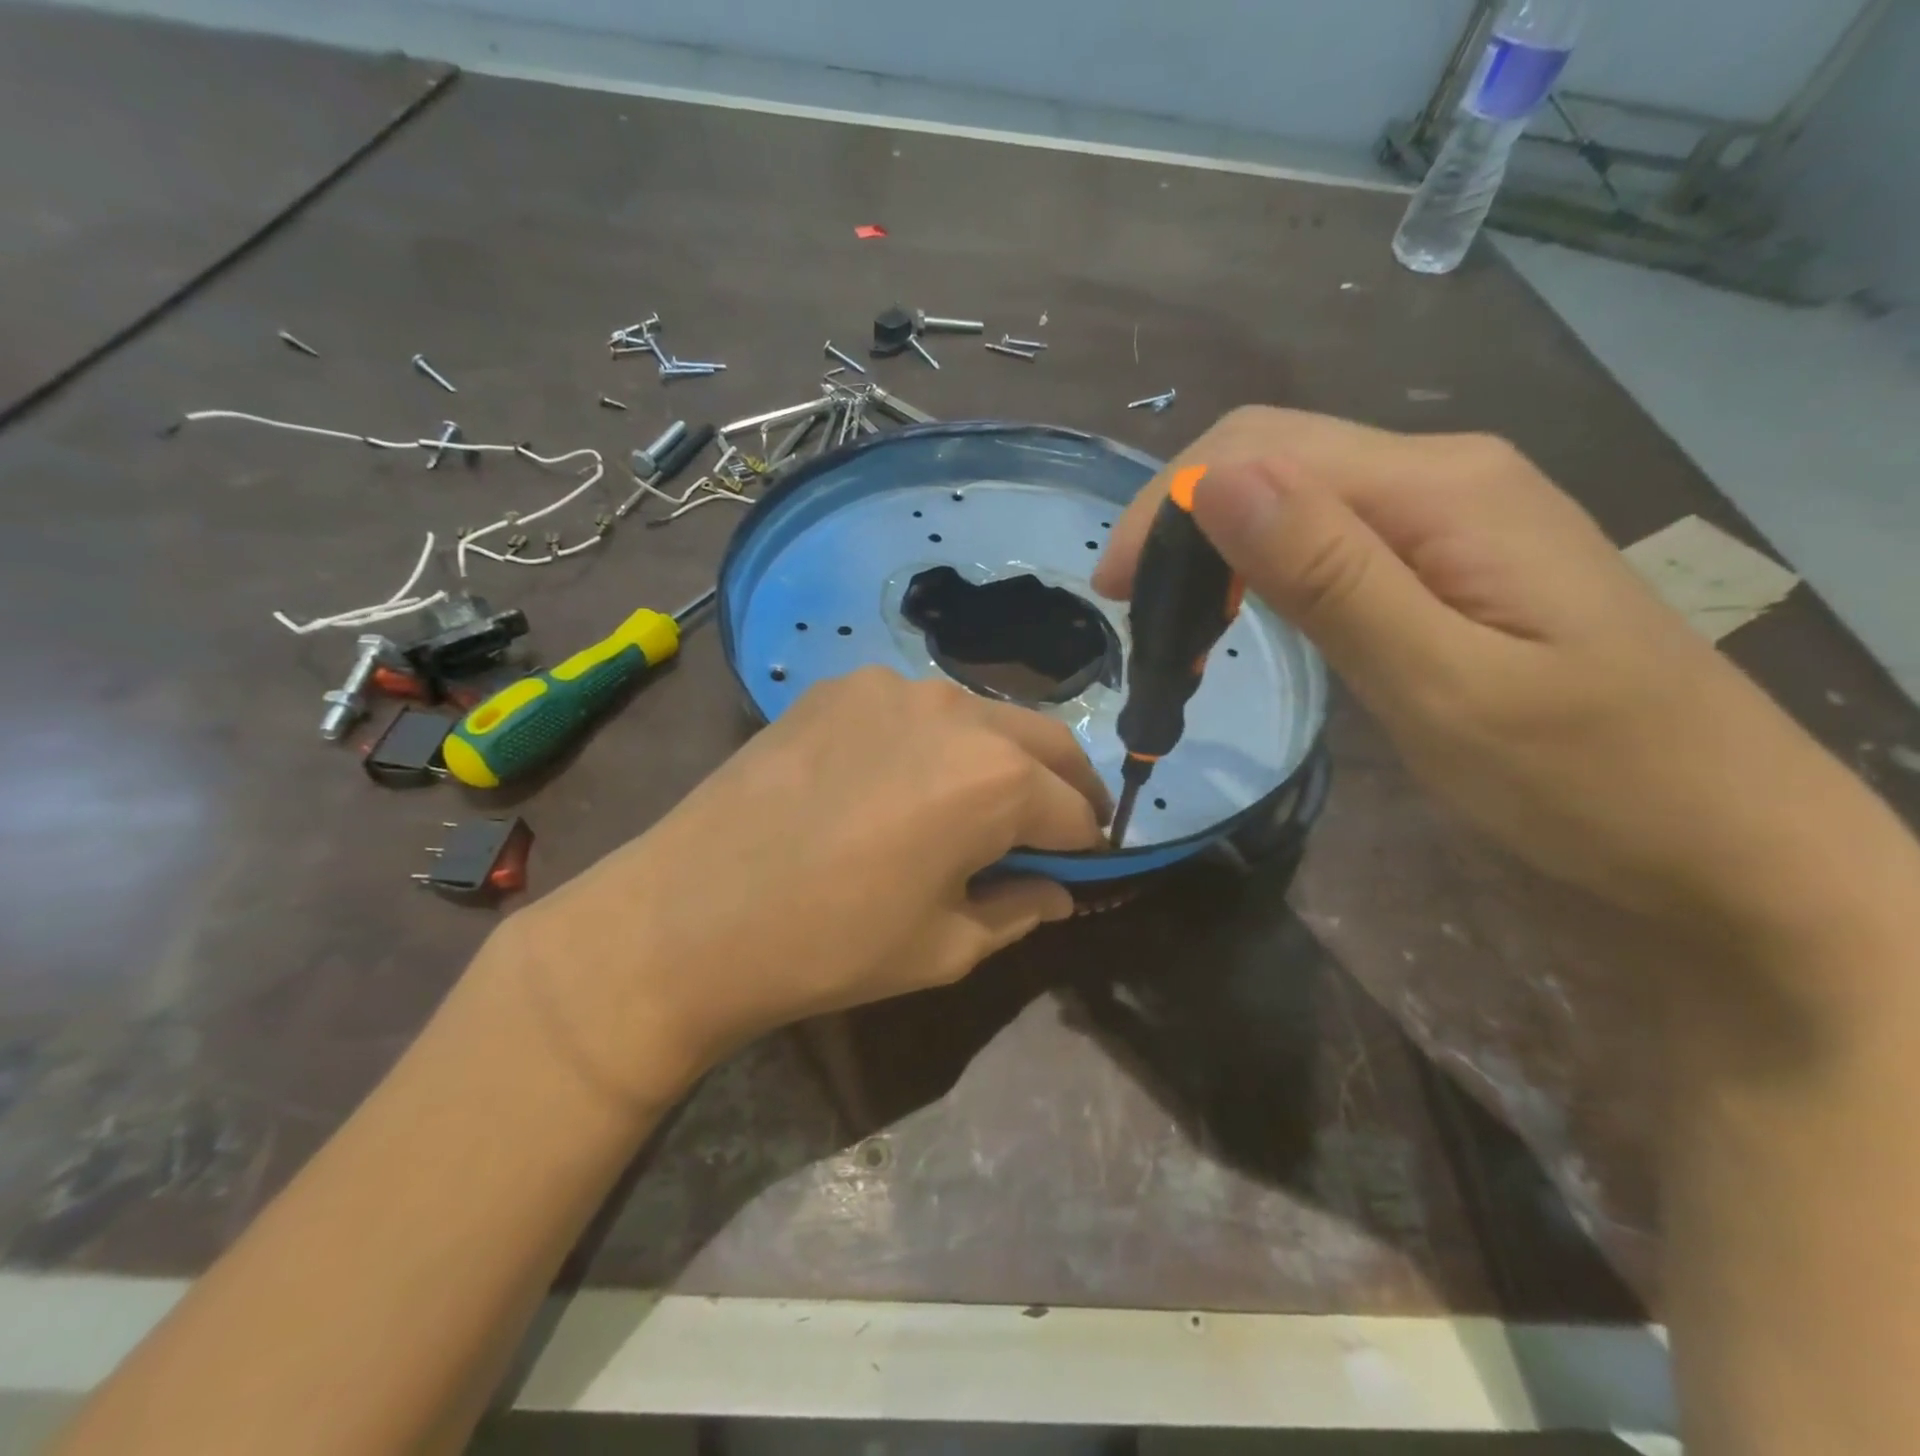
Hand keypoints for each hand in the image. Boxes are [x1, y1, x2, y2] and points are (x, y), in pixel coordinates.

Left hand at [493, 667, 1107, 1102]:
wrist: (687, 915)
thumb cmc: (831, 945)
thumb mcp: (945, 947)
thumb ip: (1020, 909)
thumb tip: (1059, 890)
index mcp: (996, 778)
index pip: (1076, 810)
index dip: (1088, 847)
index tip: (1083, 869)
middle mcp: (956, 710)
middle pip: (1046, 742)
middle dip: (1063, 788)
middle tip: (1053, 830)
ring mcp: (893, 687)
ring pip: (981, 717)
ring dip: (999, 757)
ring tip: (971, 804)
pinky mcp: (840, 686)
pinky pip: (915, 709)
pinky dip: (932, 741)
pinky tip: (894, 780)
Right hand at [1096, 406, 1879, 941]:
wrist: (1727, 844)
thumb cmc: (1588, 781)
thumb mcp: (1442, 684)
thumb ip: (1329, 575)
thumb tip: (1214, 481)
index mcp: (1440, 489)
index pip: (1260, 449)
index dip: (1167, 505)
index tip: (1113, 594)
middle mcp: (1443, 477)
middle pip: (1273, 455)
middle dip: (1180, 520)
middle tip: (1134, 615)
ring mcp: (1451, 518)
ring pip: (1295, 496)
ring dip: (1215, 546)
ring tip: (1175, 626)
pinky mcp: (1449, 564)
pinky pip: (1329, 537)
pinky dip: (1260, 570)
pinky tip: (1242, 618)